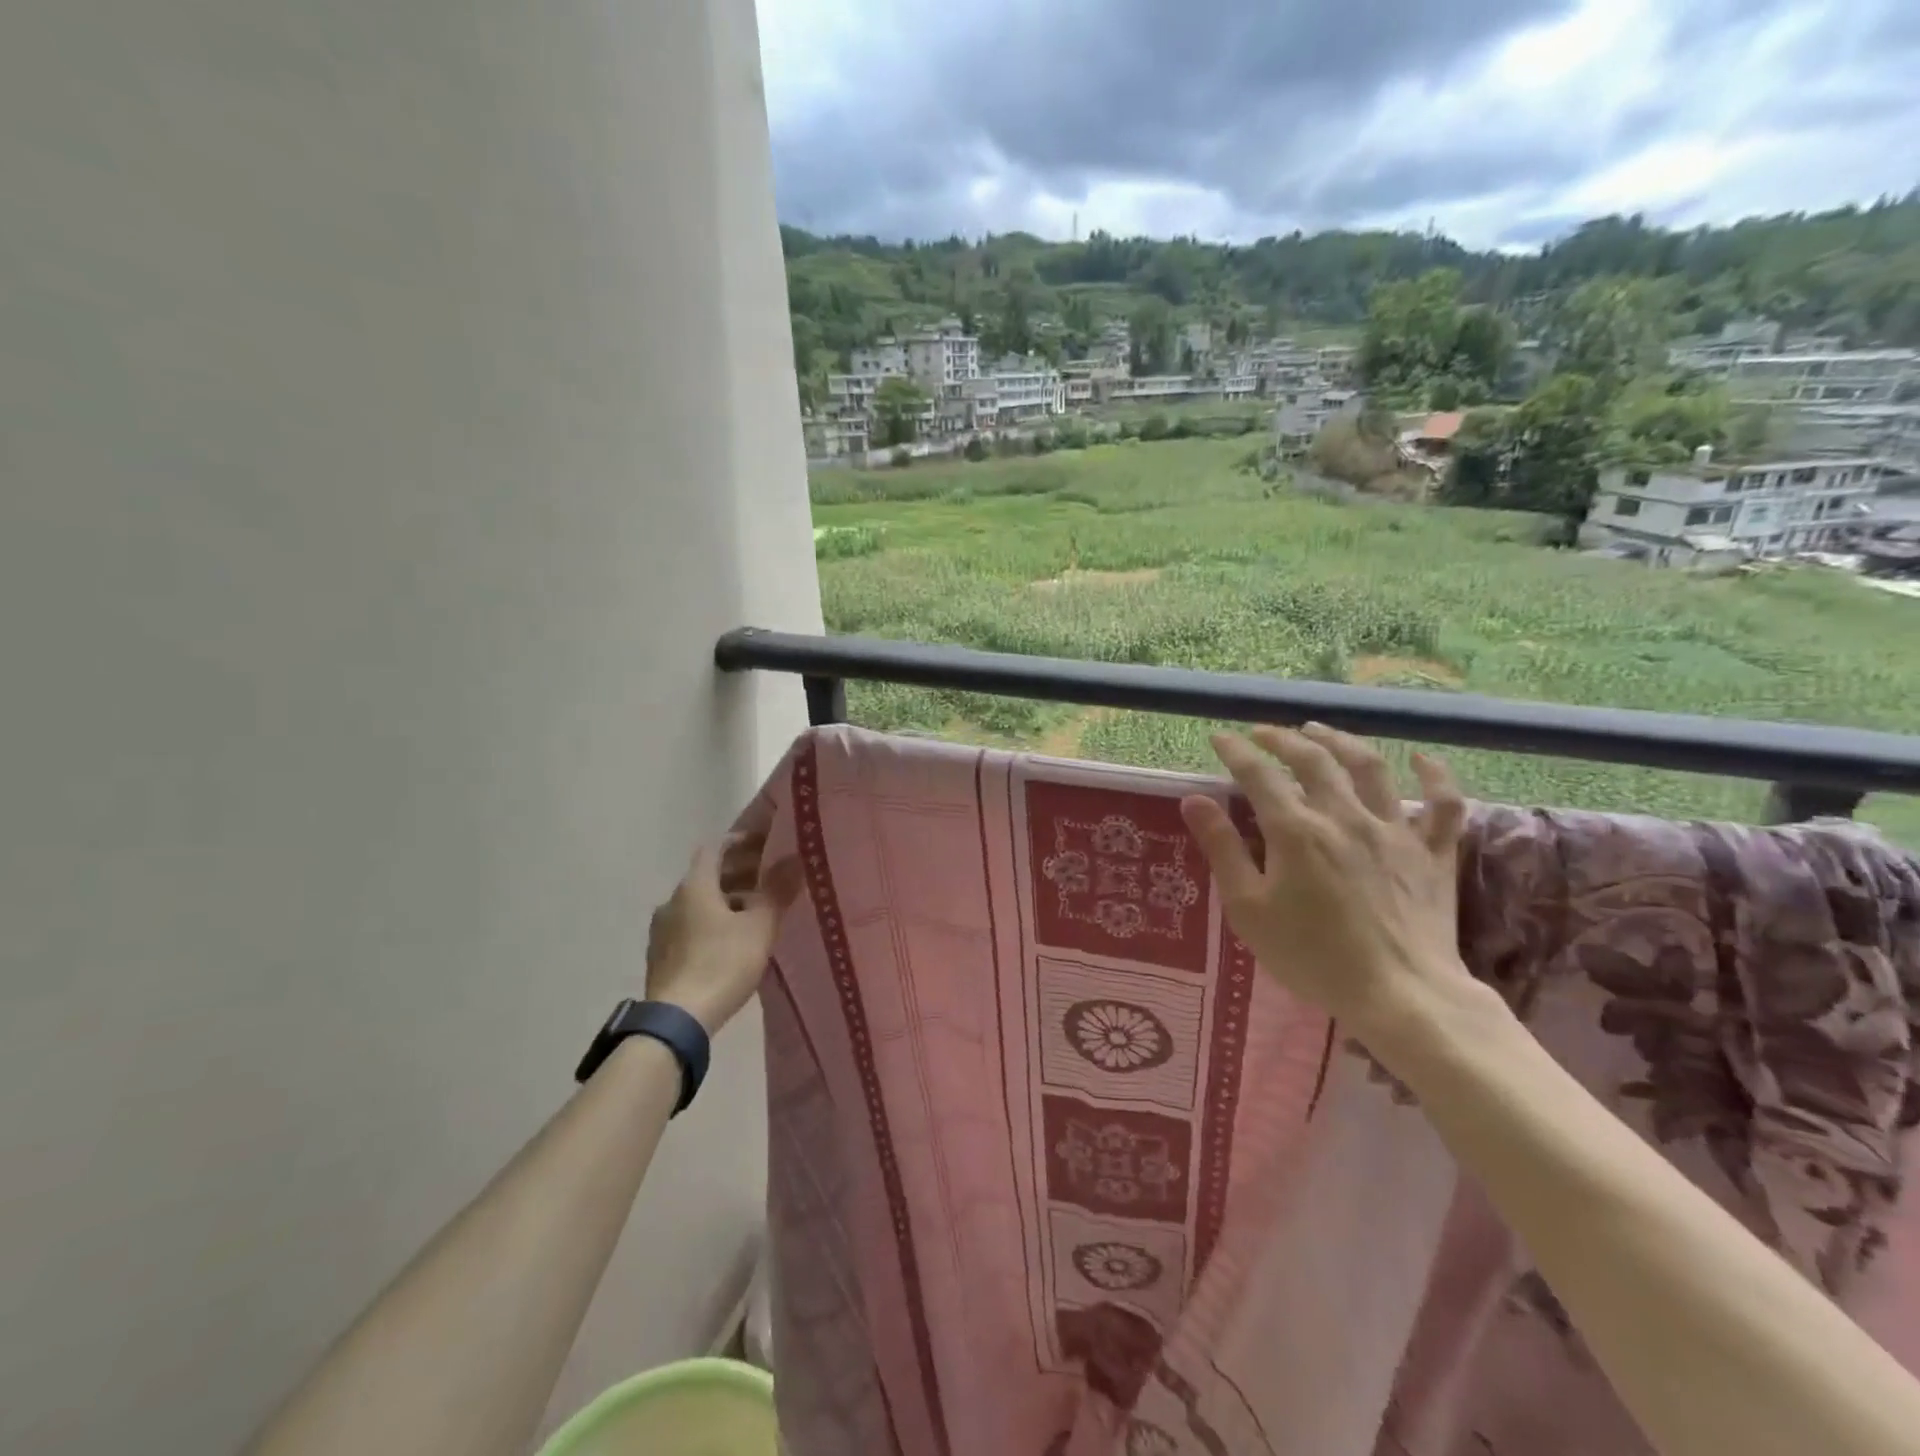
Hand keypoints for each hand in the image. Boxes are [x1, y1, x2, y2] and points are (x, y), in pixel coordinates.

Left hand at [644, 832, 802, 1034]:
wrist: (677, 1021)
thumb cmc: (722, 963)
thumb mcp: (760, 926)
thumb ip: (777, 890)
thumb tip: (795, 859)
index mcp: (694, 886)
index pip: (715, 847)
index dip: (741, 842)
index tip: (765, 845)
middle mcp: (672, 901)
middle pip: (707, 875)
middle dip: (739, 873)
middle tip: (770, 879)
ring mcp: (662, 930)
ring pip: (699, 903)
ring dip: (727, 900)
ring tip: (757, 912)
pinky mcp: (661, 956)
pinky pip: (691, 926)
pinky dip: (713, 922)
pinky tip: (733, 940)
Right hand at [1179, 723, 1480, 1042]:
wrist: (1401, 995)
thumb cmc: (1312, 956)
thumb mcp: (1249, 909)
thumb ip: (1222, 849)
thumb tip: (1194, 800)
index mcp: (1296, 831)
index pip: (1259, 775)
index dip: (1236, 751)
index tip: (1219, 738)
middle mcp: (1344, 816)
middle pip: (1312, 759)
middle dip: (1282, 739)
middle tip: (1263, 733)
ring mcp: (1394, 830)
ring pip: (1369, 767)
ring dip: (1340, 741)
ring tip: (1318, 730)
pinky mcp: (1432, 852)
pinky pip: (1443, 803)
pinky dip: (1434, 776)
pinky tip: (1420, 759)